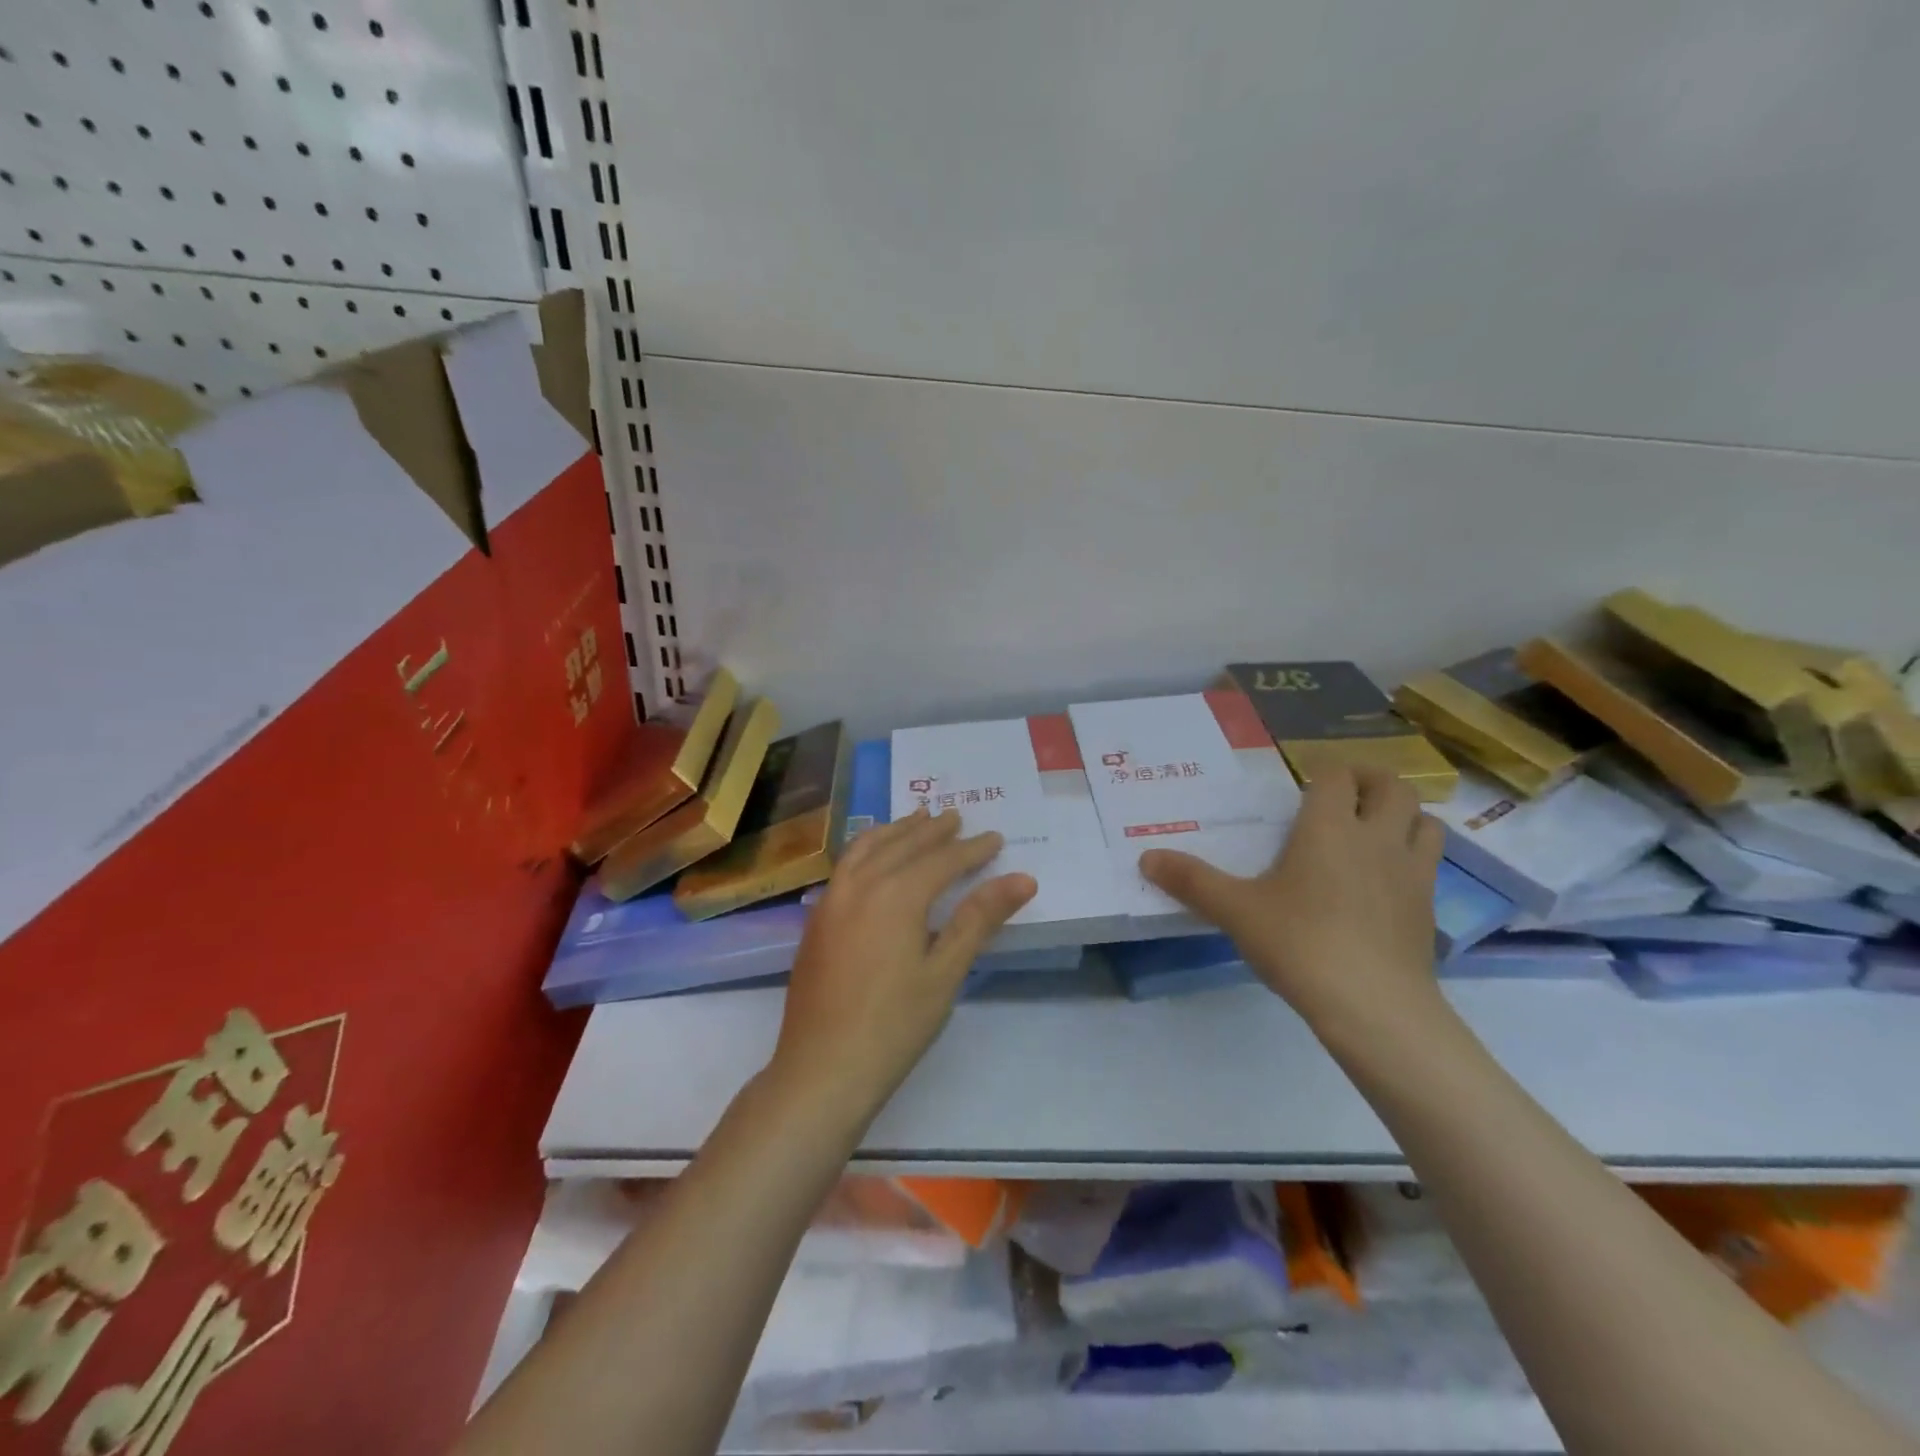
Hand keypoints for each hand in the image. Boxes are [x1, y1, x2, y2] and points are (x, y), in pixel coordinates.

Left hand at [771, 808, 1036, 1122]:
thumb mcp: (945, 972)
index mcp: (895, 895)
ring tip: (916, 819)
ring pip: (866, 848)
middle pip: (901, 845)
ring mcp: (830, 901)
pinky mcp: (816, 920)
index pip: (941, 860)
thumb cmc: (893, 1026)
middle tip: (956, 817)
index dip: (971, 849)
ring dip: (895, 831)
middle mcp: (859, 885)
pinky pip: (846, 865)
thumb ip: (979, 919)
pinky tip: (874, 858)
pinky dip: (867, 848)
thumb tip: (1022, 878)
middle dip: (932, 830)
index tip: (995, 838)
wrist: (821, 1071)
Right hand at [1139, 766, 1444, 1045]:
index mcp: (1329, 827)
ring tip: (1374, 831)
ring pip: (1425, 821)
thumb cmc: (1300, 944)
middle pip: (1393, 788)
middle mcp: (1377, 838)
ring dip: (1403, 817)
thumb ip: (1192, 881)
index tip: (1304, 786)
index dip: (1324, 772)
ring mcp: (1411, 873)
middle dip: (1372, 782)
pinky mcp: (1428, 908)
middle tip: (1344, 796)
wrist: (1375, 1007)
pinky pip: (1429, 865)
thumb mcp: (1236, 911)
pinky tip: (1385, 883)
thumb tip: (1146, 857)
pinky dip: (1412, 858)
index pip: (1337, 776)